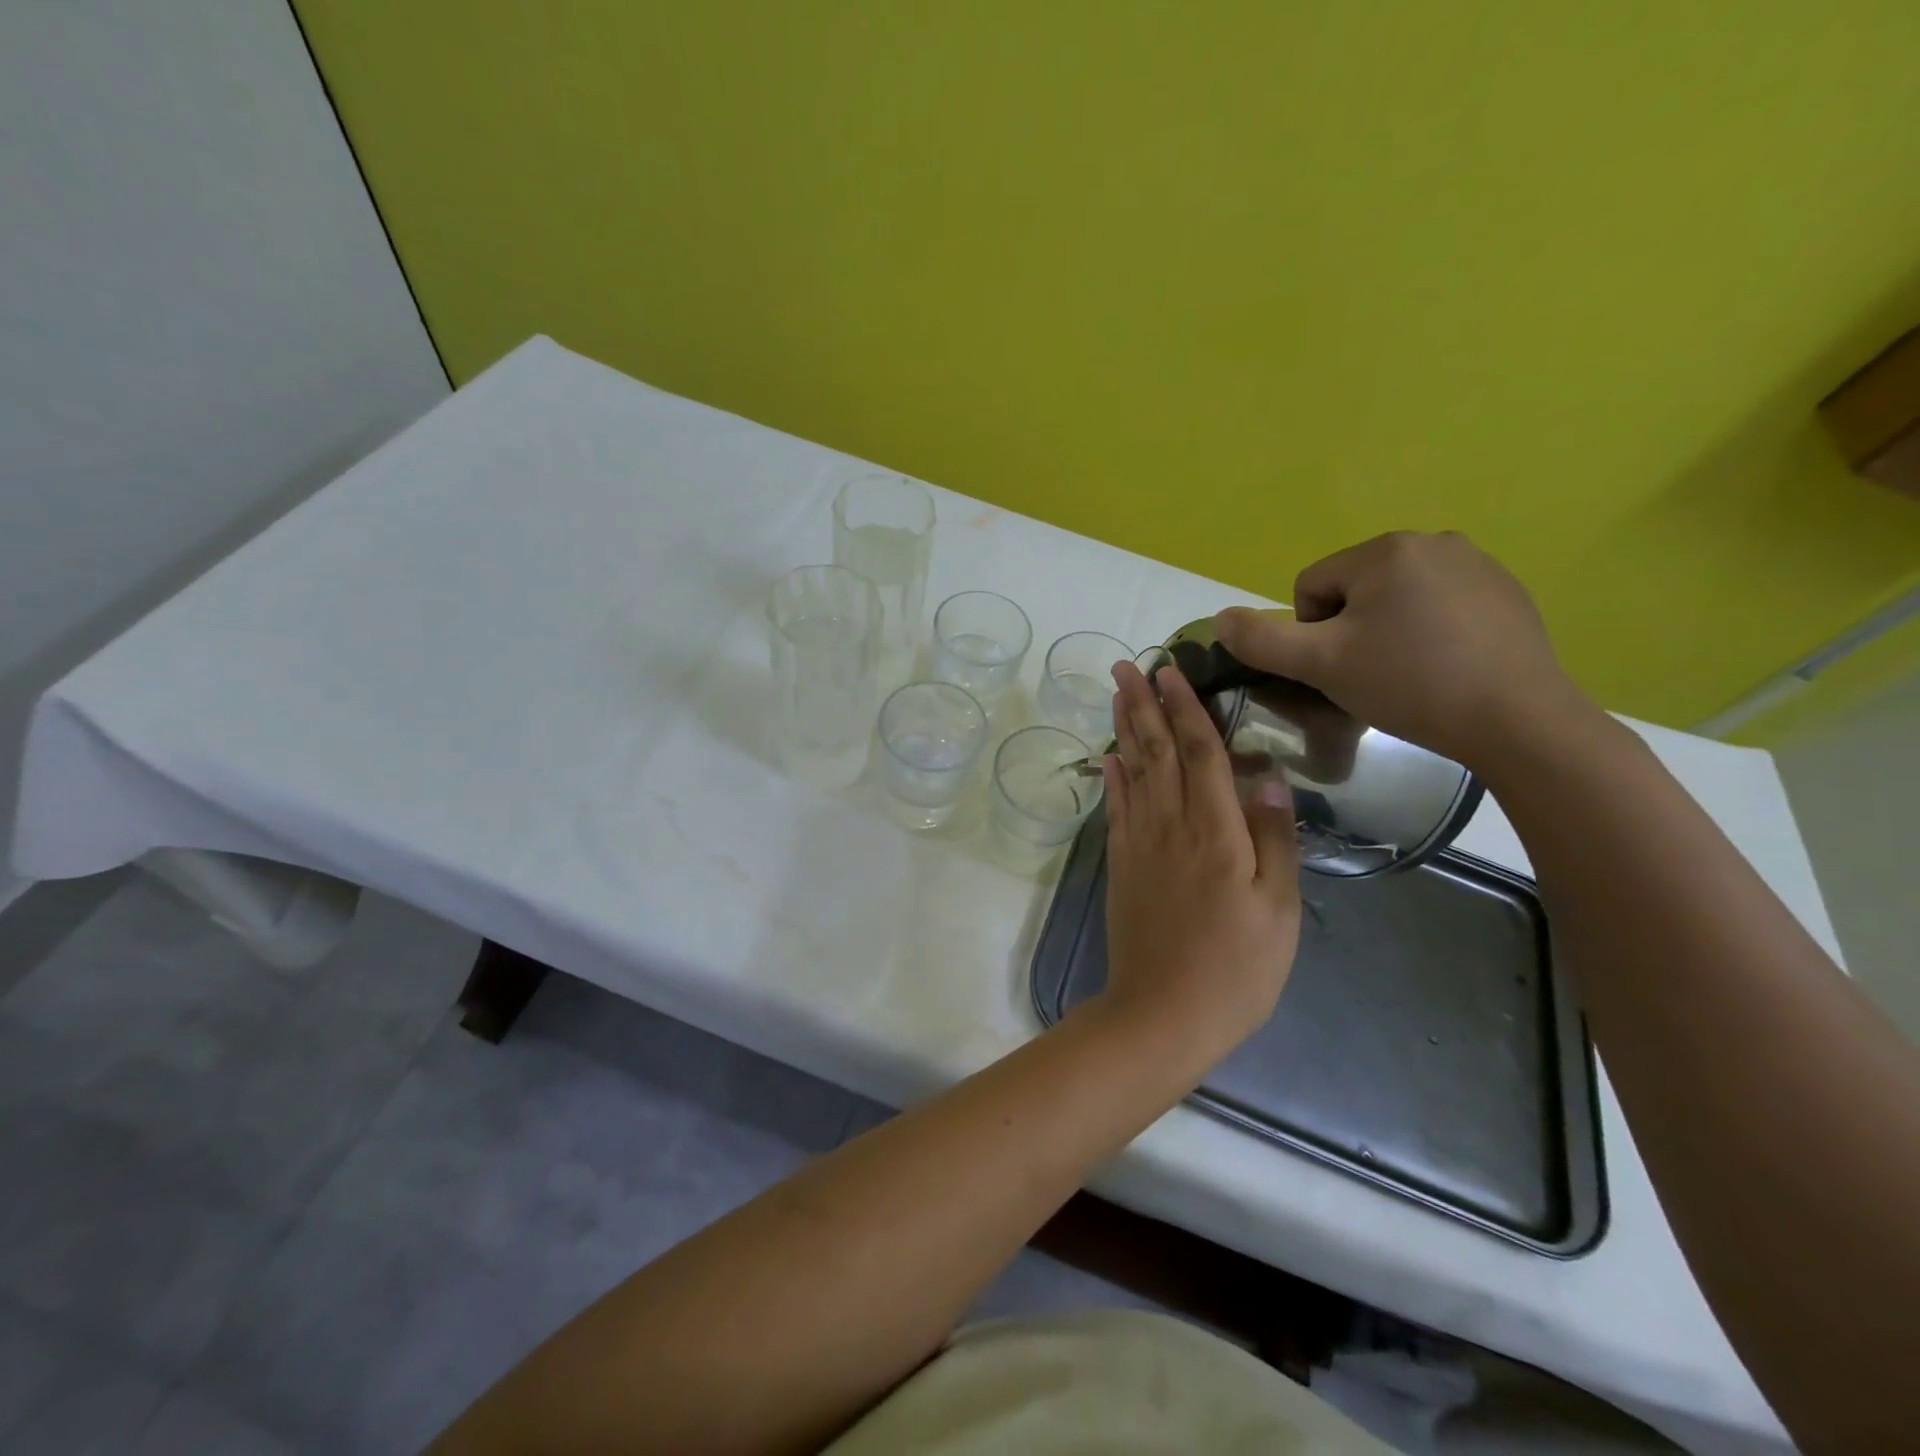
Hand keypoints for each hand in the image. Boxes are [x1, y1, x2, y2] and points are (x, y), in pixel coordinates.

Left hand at [1100, 661, 1301, 1060]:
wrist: (1162, 1013)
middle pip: (1156, 751)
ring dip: (1123, 729)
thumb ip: (1275, 838)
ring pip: (1132, 772)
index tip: (1170, 670)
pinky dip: (1112, 777)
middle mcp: (1170, 825)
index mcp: (1216, 832)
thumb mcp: (1279, 909)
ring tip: (1115, 694)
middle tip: (1126, 665)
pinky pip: (1116, 808)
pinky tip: (1109, 757)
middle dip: (1142, 704)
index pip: (1200, 752)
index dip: (1186, 707)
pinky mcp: (1121, 865)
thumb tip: (1269, 776)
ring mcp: (1140, 844)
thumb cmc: (1236, 969)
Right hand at [1213, 530, 1595, 770]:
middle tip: (1372, 675)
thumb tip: (1221, 618)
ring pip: (1396, 599)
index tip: (1341, 668)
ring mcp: (1477, 563)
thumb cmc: (1409, 684)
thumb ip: (1261, 640)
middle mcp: (1432, 541)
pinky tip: (1447, 667)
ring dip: (1388, 632)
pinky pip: (1440, 605)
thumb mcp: (1320, 665)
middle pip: (1354, 590)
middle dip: (1352, 631)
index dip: (1312, 634)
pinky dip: (1430, 633)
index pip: (1311, 587)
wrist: (1518, 719)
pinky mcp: (1508, 591)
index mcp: (1384, 551)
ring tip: (1410, 674)